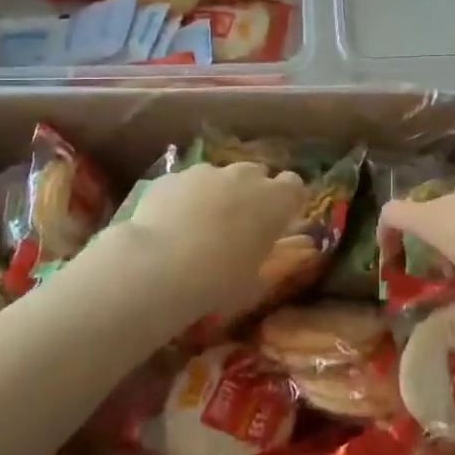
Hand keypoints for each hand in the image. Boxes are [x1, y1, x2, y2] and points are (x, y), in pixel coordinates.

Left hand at [122, 161, 303, 321]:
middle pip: (256, 174)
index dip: (286, 200)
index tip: (278, 220)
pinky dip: (183, 198)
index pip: (294, 185)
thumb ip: (260, 259)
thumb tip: (257, 254)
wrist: (160, 266)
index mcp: (275, 201)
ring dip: (215, 194)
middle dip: (250, 193)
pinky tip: (169, 226)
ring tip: (197, 227)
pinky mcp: (172, 176)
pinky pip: (185, 184)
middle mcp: (244, 176)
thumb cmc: (219, 281)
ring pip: (218, 177)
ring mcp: (206, 172)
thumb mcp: (253, 282)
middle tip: (237, 225)